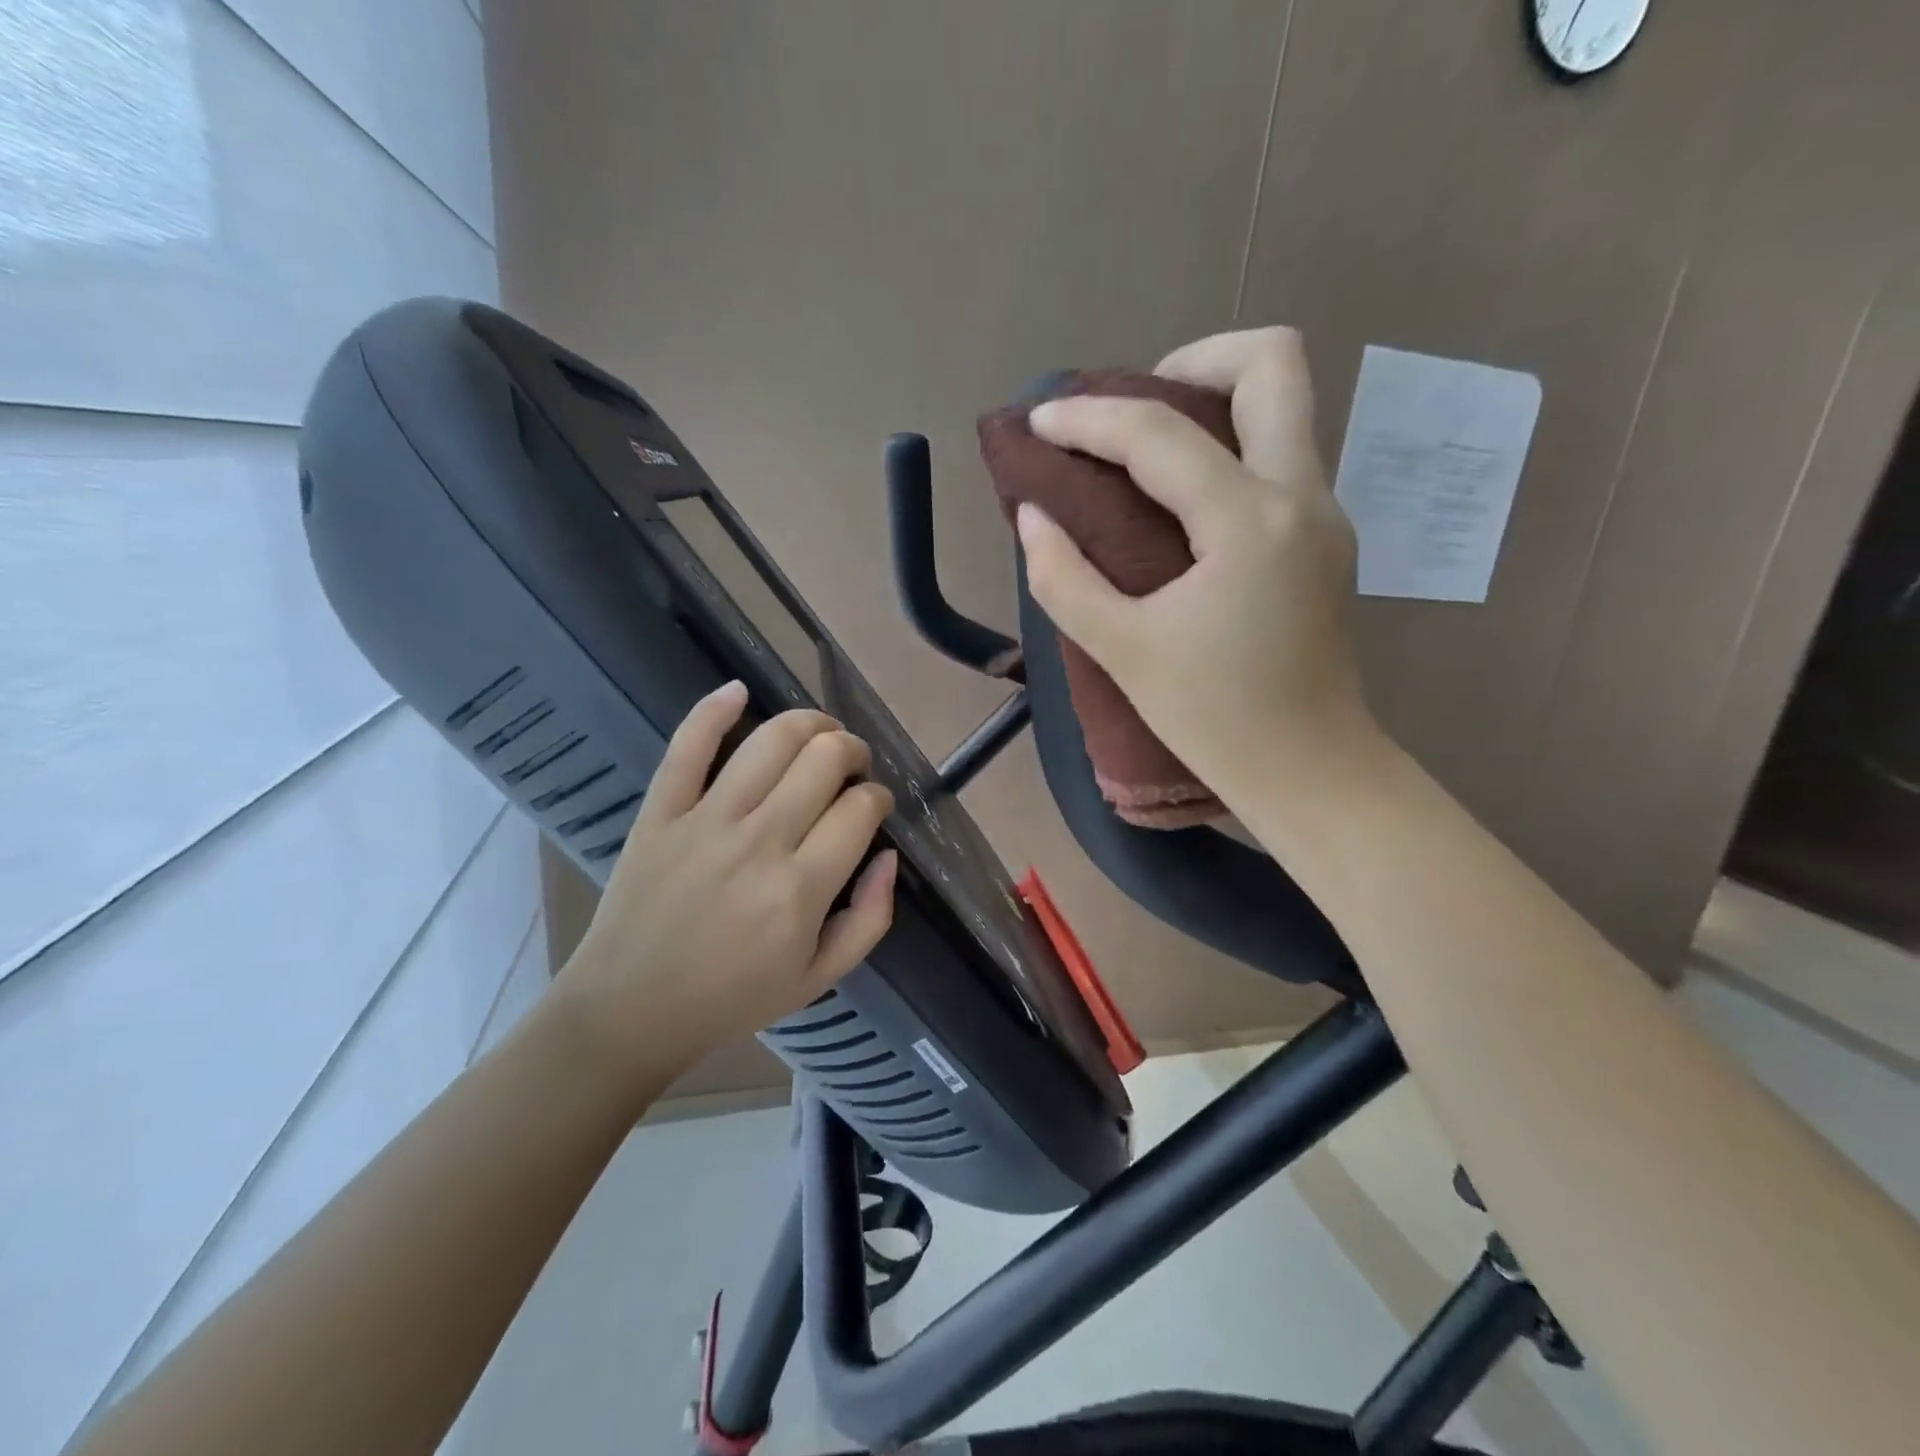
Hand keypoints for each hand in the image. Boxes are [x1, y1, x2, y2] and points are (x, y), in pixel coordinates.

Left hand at [555, 682, 897, 1081]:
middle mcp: (759, 842)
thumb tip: (890, 856)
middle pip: (824, 759)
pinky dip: (714, 709)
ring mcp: (705, 821)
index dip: (878, 797)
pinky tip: (739, 690)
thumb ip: (871, 919)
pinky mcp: (660, 812)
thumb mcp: (820, 978)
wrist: (629, 1011)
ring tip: (819, 735)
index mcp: (802, 889)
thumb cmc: (732, 998)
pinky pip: (687, 746)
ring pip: (771, 740)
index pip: (860, 808)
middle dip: (852, 751)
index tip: (872, 806)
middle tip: (852, 767)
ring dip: (809, 724)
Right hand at [1017, 326, 1374, 804]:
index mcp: (1249, 522)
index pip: (1160, 436)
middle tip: (1132, 411)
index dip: (1089, 420)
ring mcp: (1325, 514)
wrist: (1311, 770)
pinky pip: (1281, 455)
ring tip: (1146, 453)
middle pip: (1272, 363)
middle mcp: (1302, 496)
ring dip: (1214, 402)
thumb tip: (1034, 517)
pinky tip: (1180, 502)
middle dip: (1193, 361)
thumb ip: (1064, 578)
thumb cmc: (1214, 718)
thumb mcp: (1122, 649)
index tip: (1039, 424)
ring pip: (1285, 405)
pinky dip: (1228, 449)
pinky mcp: (1325, 539)